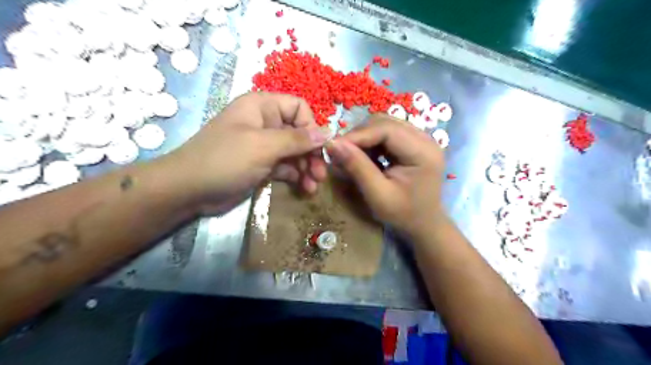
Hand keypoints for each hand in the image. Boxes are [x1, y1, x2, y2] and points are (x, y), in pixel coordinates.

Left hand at [167, 92, 331, 214]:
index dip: (312, 126)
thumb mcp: (263, 146)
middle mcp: (265, 123)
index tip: (321, 148)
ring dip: (307, 168)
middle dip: (312, 153)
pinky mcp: (262, 165)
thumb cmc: (225, 159)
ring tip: (313, 186)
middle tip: (321, 174)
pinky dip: (296, 176)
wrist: (189, 190)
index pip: (299, 108)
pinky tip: (303, 188)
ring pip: (295, 152)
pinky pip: (286, 167)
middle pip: (300, 133)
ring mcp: (264, 145)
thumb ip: (297, 140)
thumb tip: (328, 132)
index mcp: (263, 107)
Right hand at [328, 114, 445, 236]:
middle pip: (385, 122)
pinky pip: (387, 133)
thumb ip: (357, 167)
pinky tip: (365, 157)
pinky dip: (371, 142)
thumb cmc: (403, 214)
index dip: (357, 135)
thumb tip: (332, 143)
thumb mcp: (377, 195)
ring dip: (364, 138)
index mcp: (423, 152)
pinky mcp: (414, 143)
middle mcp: (425, 138)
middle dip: (359, 135)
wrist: (424, 223)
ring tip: (351, 155)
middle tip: (340, 153)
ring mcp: (421, 139)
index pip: (386, 129)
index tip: (333, 147)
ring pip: (384, 125)